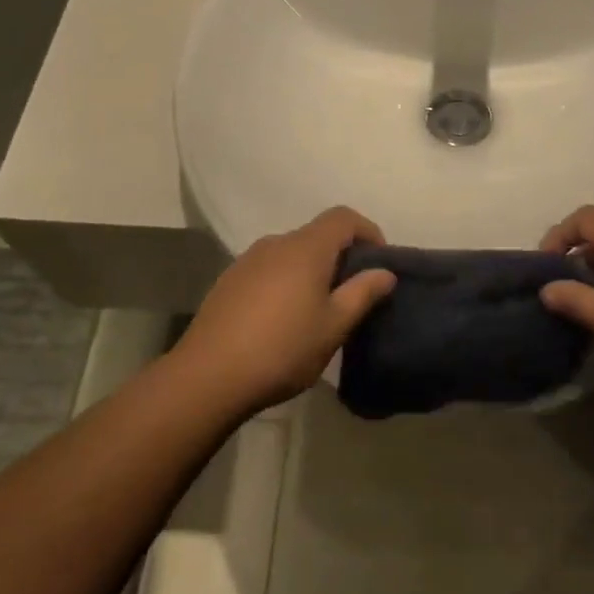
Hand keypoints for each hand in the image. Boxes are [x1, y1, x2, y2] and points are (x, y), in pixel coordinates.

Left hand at [178, 207, 396, 410]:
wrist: (208, 376)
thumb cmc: (282, 349)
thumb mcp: (333, 326)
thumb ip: (362, 293)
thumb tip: (385, 272)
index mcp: (306, 248)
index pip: (343, 217)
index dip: (367, 230)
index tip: (378, 262)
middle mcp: (276, 243)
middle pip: (317, 234)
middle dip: (340, 256)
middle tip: (352, 294)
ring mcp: (247, 260)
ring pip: (291, 253)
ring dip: (311, 270)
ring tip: (318, 310)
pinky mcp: (229, 281)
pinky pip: (269, 269)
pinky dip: (286, 281)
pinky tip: (282, 319)